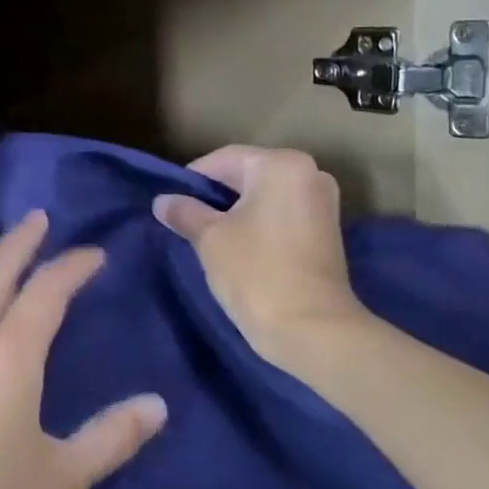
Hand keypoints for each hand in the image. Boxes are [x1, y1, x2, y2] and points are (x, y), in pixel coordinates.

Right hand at [153, 146, 367, 360]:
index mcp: (282, 165)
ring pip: (264, 197)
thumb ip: (185, 212)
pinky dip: (256, 225)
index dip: (192, 179)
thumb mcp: (210, 238)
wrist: (311, 329)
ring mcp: (322, 204)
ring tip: (206, 237)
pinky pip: (280, 216)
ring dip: (235, 213)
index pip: (225, 159)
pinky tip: (235, 248)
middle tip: (184, 220)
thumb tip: (162, 201)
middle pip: (247, 175)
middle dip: (214, 197)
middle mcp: (309, 174)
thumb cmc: (256, 272)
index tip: (170, 202)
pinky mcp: (326, 232)